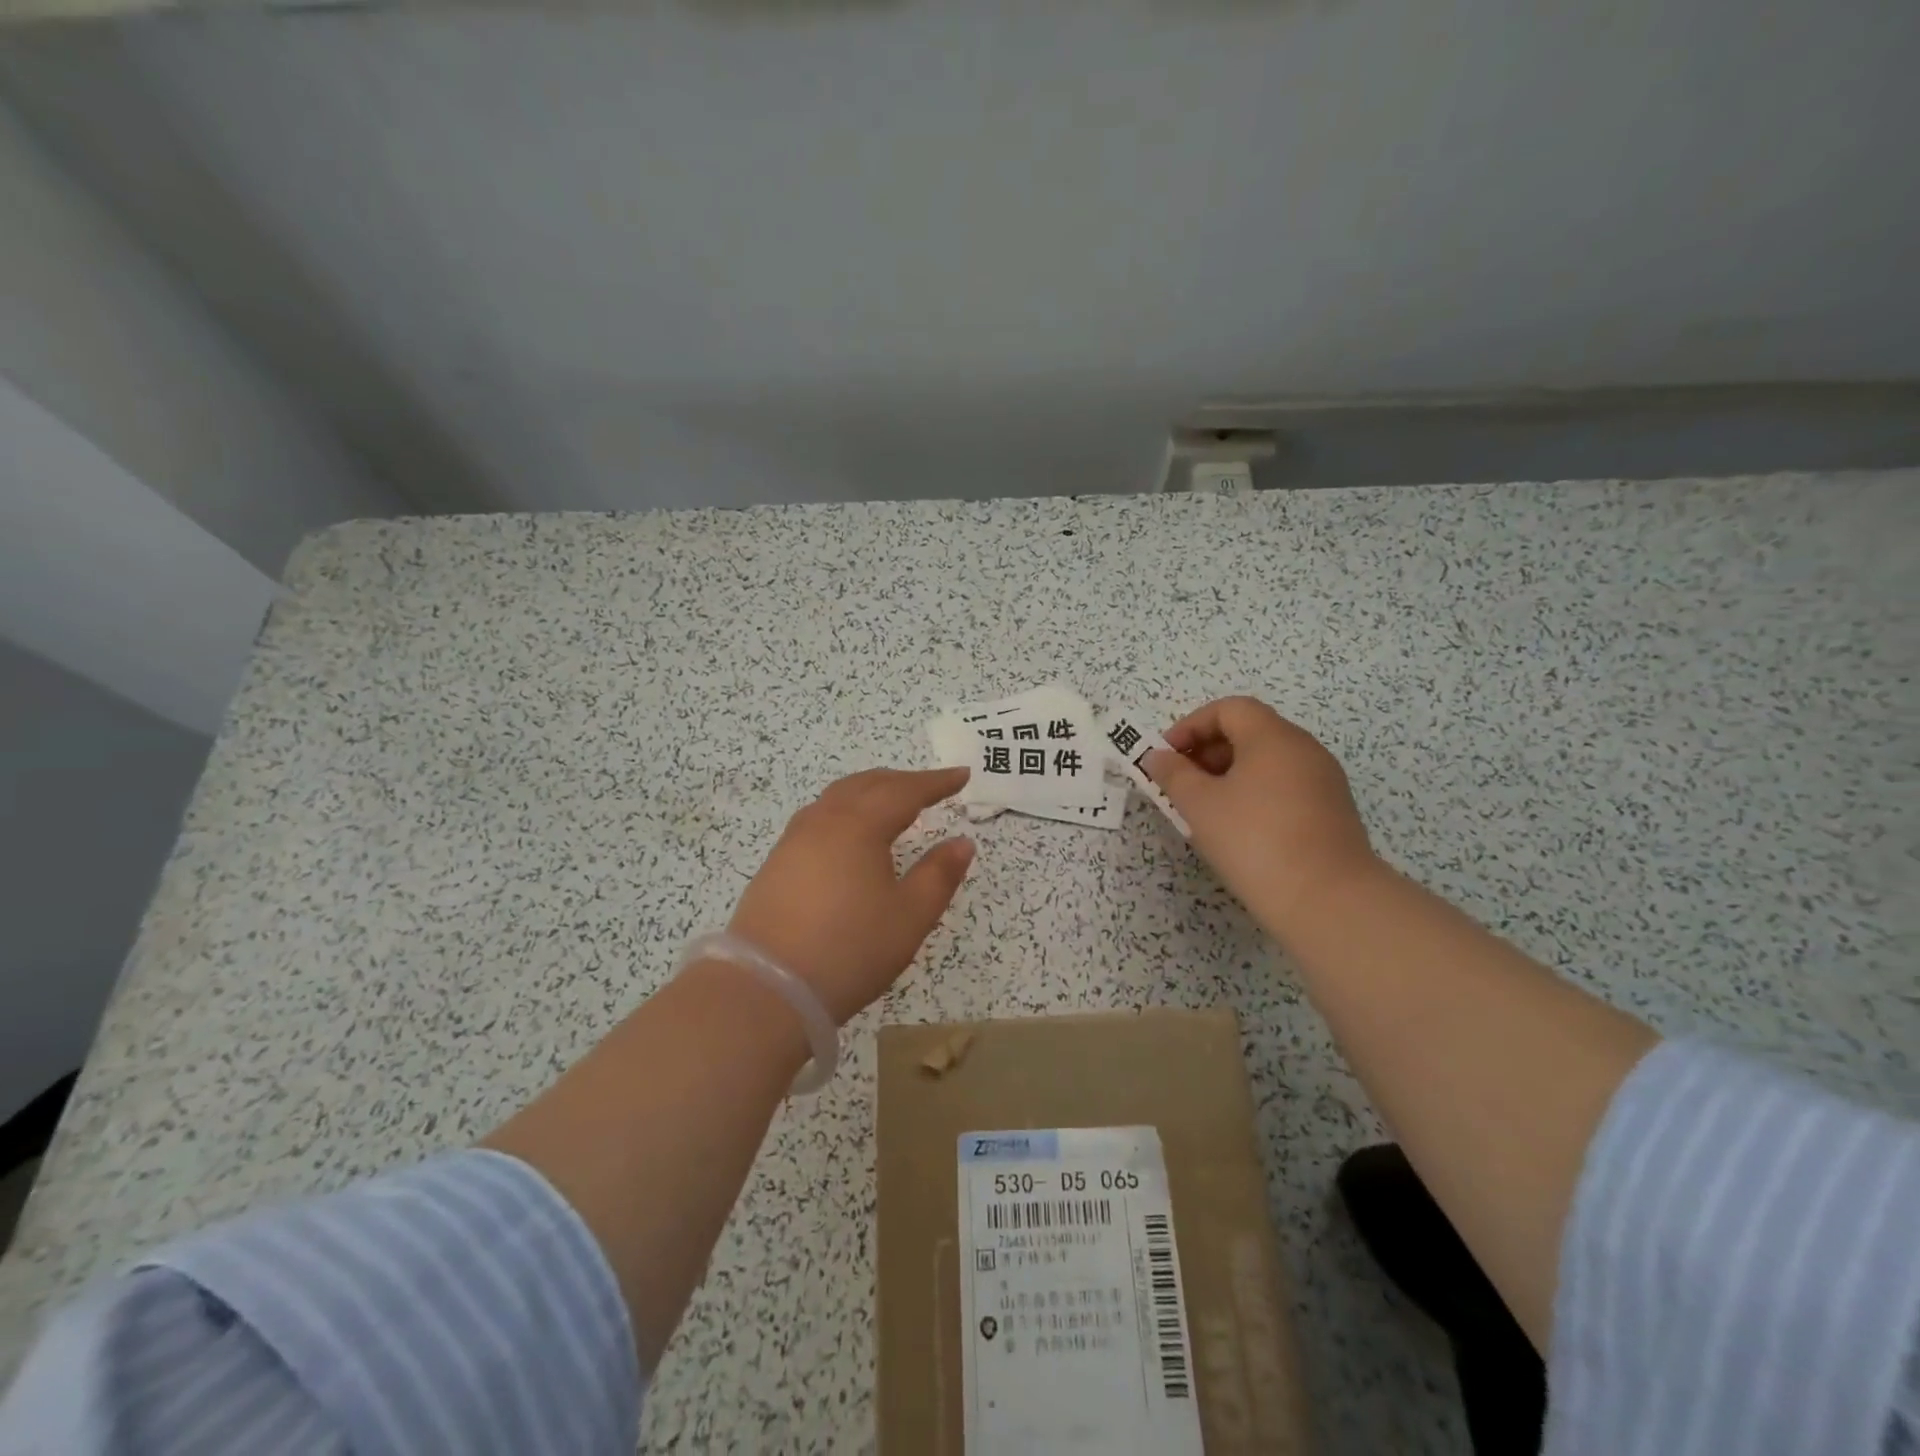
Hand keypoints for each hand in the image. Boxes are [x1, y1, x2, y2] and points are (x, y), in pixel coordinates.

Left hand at [728, 767, 974, 1023]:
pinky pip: (818, 818)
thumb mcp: (909, 916)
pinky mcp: (777, 864)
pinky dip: (845, 811)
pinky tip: (849, 834)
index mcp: (859, 826)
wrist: (767, 989)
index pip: (905, 791)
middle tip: (930, 786)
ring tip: (891, 803)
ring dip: (869, 792)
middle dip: (902, 781)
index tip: (962, 775)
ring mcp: (794, 841)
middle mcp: (824, 821)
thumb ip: (939, 875)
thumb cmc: (850, 949)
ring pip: (837, 798)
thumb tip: (962, 842)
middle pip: (867, 785)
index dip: (936, 782)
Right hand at [1144, 697, 1376, 939]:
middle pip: (1250, 731)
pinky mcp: (1332, 811)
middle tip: (1181, 783)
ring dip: (1230, 774)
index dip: (1191, 726)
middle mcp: (1304, 749)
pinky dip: (1255, 793)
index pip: (1229, 709)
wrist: (1327, 899)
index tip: (1167, 756)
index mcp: (1273, 737)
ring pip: (1268, 761)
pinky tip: (1239, 827)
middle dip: (1208, 750)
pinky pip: (1285, 786)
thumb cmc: (1254, 840)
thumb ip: (1173, 774)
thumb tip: (1158, 756)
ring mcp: (1323, 780)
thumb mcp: (1199, 805)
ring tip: (1205, 808)